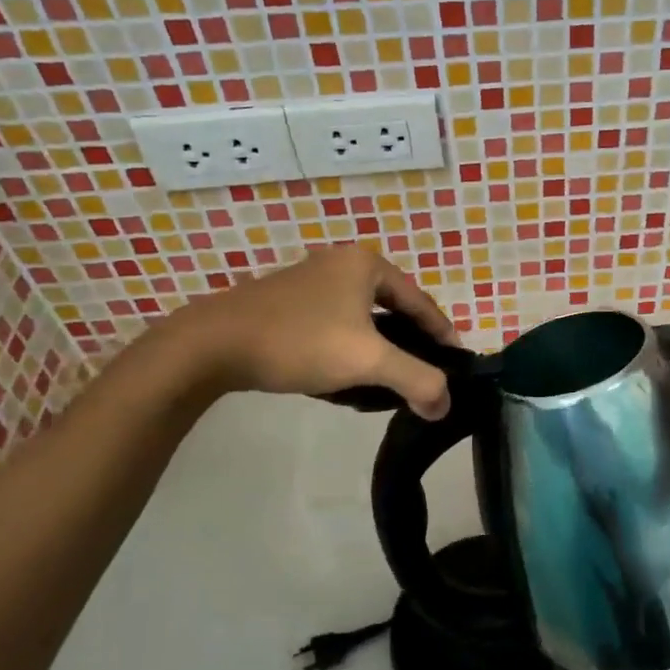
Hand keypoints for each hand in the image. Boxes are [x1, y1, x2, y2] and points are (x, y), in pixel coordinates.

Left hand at [156, 246, 459, 418]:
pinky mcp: (288, 302)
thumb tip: (446, 406)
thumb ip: (417, 381)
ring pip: (364, 320)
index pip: (422, 303)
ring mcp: (312, 281)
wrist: (211, 345)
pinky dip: (350, 349)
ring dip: (380, 350)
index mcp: (367, 264)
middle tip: (425, 376)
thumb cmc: (299, 342)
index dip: (443, 336)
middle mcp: (342, 263)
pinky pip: (336, 326)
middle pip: (394, 310)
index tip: (457, 366)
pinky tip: (348, 378)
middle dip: (412, 345)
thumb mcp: (368, 362)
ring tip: (391, 382)